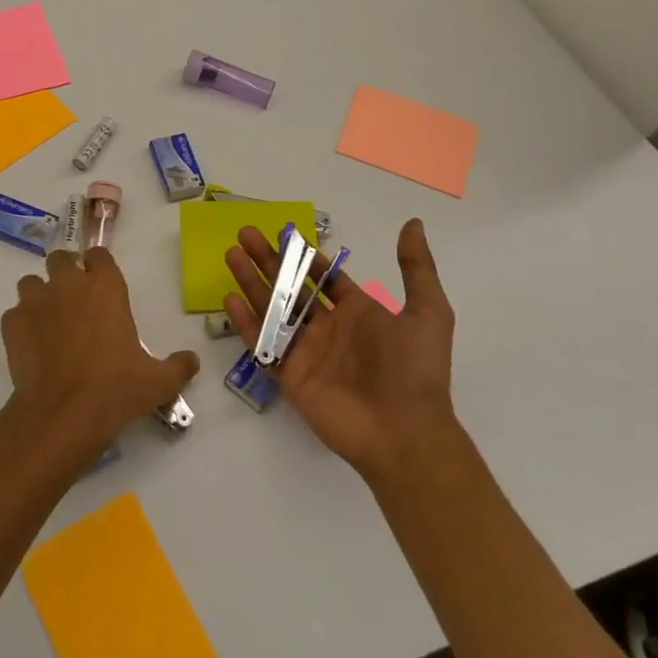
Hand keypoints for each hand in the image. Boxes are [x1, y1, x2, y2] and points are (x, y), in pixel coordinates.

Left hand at [1, 248, 199, 467]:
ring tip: (48, 321)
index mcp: (105, 287)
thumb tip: (191, 361)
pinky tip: (32, 345)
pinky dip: (21, 324)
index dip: (99, 267)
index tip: (102, 284)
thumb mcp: (158, 382)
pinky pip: (14, 313)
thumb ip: (178, 367)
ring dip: (39, 295)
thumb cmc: (116, 389)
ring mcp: (35, 301)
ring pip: (31, 282)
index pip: (99, 255)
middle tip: (73, 300)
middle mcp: (68, 284)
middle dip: (65, 273)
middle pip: (60, 259)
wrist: (64, 414)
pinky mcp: (12, 324)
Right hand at [223, 219, 456, 483]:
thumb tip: (412, 224)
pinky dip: (245, 323)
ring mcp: (306, 352)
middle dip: (268, 260)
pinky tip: (229, 298)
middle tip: (245, 234)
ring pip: (271, 309)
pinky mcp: (289, 376)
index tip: (283, 233)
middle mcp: (328, 328)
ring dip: (251, 282)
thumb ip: (417, 268)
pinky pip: (262, 345)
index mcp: (358, 312)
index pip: (324, 277)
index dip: (304, 256)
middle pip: (291, 286)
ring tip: (231, 255)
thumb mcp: (428, 312)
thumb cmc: (415, 370)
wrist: (405, 433)